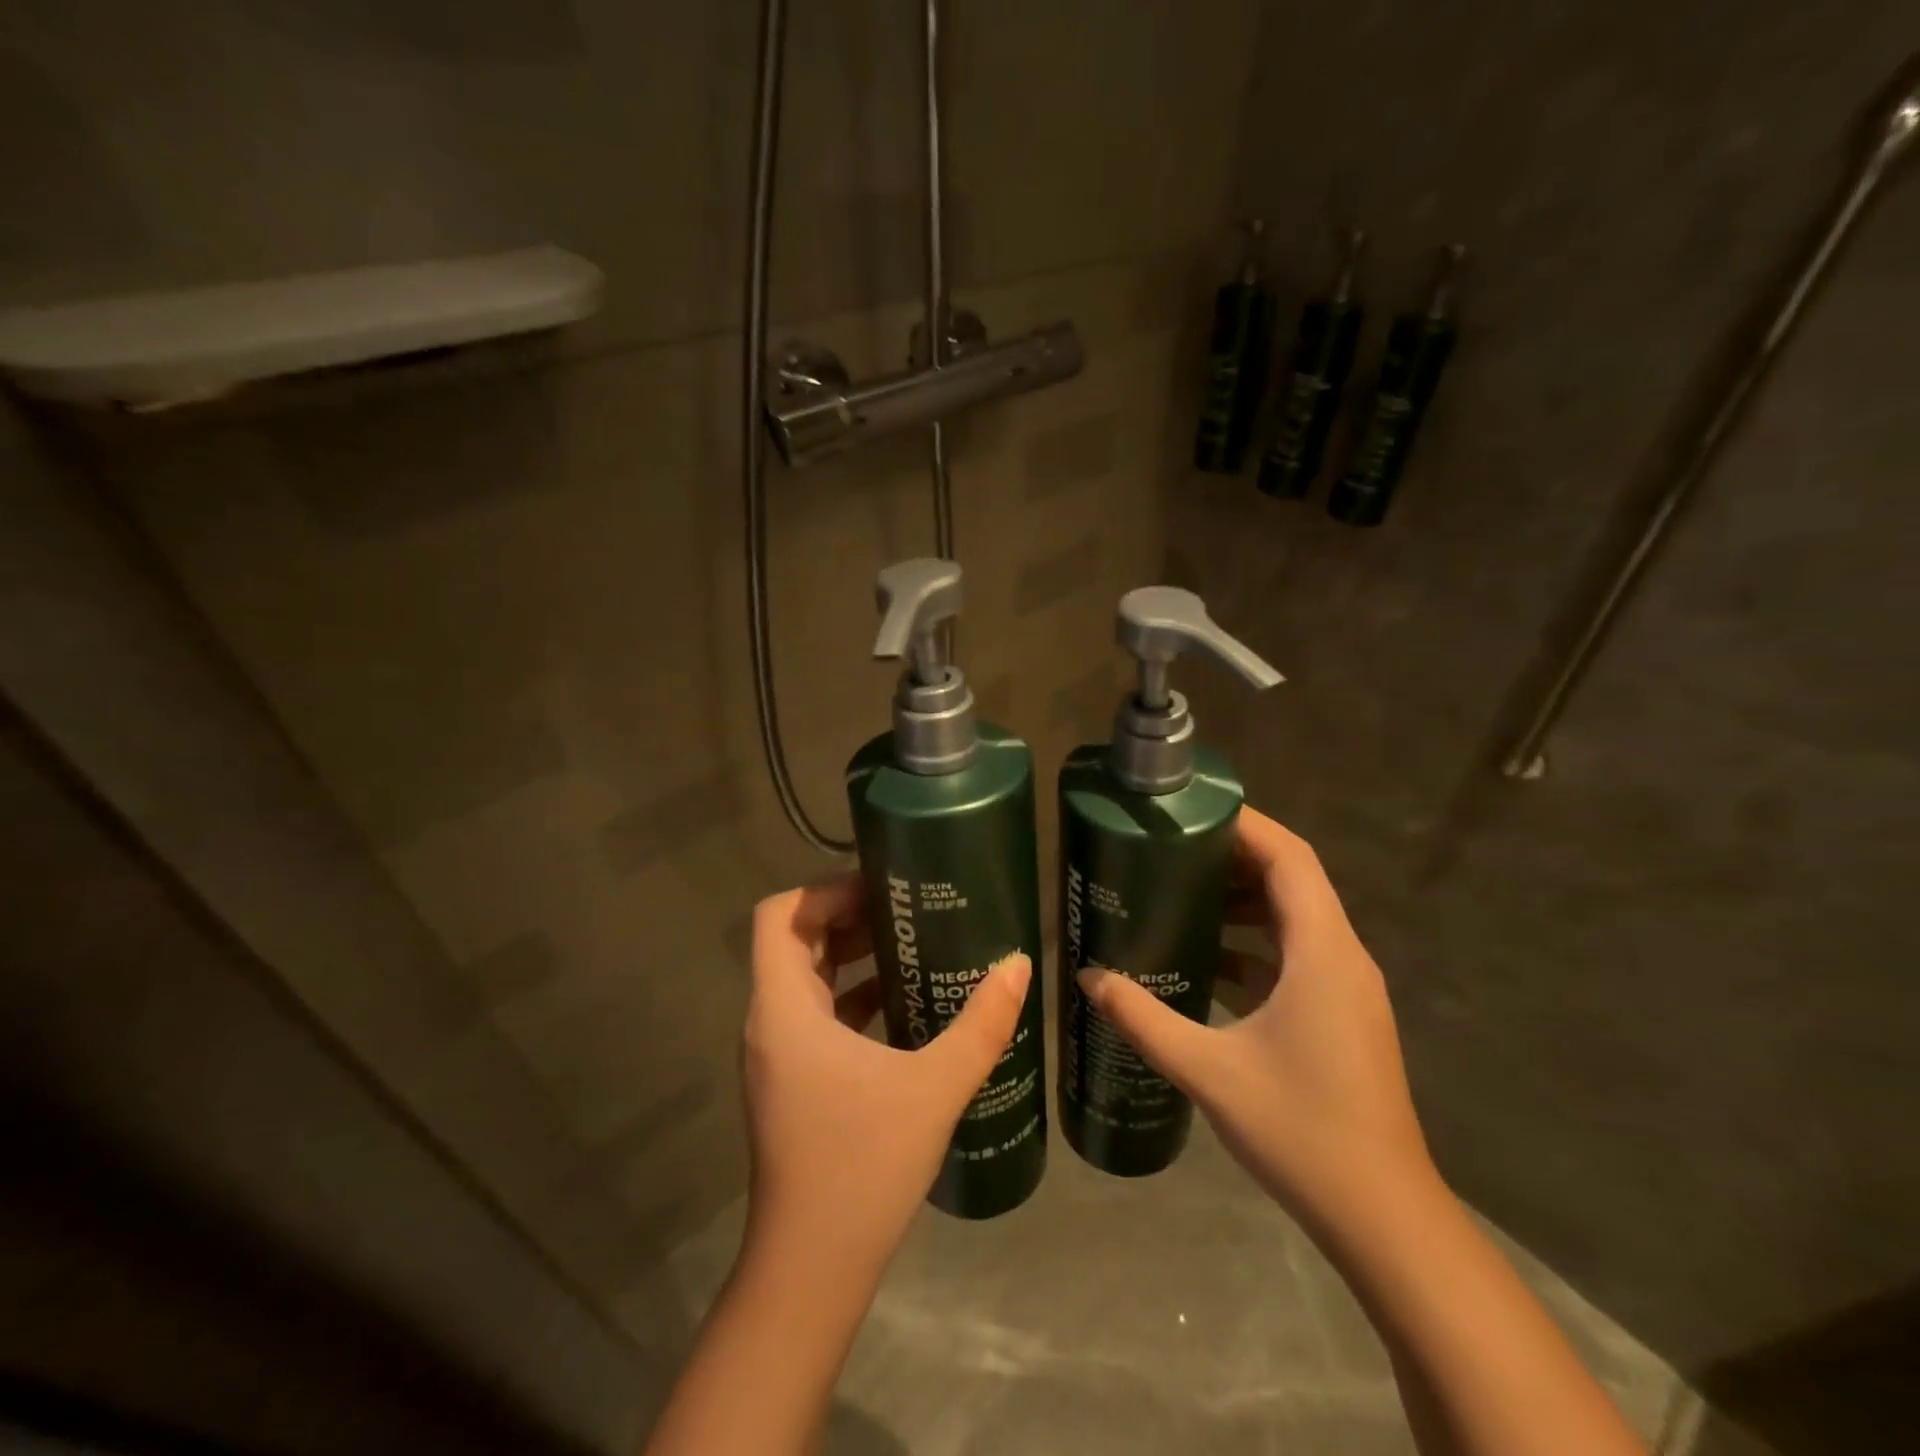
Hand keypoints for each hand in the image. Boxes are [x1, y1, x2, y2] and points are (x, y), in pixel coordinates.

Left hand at [741, 874, 1029, 1280]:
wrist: (811, 1271)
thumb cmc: (862, 1167)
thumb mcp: (933, 1088)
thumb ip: (980, 1024)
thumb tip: (1018, 965)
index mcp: (783, 1009)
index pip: (779, 916)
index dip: (824, 890)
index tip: (880, 888)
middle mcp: (770, 1023)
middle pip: (795, 941)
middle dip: (848, 916)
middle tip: (908, 907)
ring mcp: (779, 1056)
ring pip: (807, 979)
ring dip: (853, 956)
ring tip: (914, 944)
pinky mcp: (794, 1083)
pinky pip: (818, 1016)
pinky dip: (854, 996)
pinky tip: (906, 1005)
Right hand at [1078, 805, 1432, 1231]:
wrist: (1382, 1216)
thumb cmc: (1302, 1130)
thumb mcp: (1208, 1070)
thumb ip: (1144, 1017)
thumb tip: (1088, 978)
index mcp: (1322, 953)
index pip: (1291, 858)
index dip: (1246, 824)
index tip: (1193, 809)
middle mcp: (1342, 957)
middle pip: (1293, 880)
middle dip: (1234, 857)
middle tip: (1172, 848)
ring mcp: (1346, 988)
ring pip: (1295, 918)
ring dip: (1244, 900)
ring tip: (1182, 893)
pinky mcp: (1341, 1015)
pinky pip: (1297, 955)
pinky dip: (1255, 943)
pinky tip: (1208, 960)